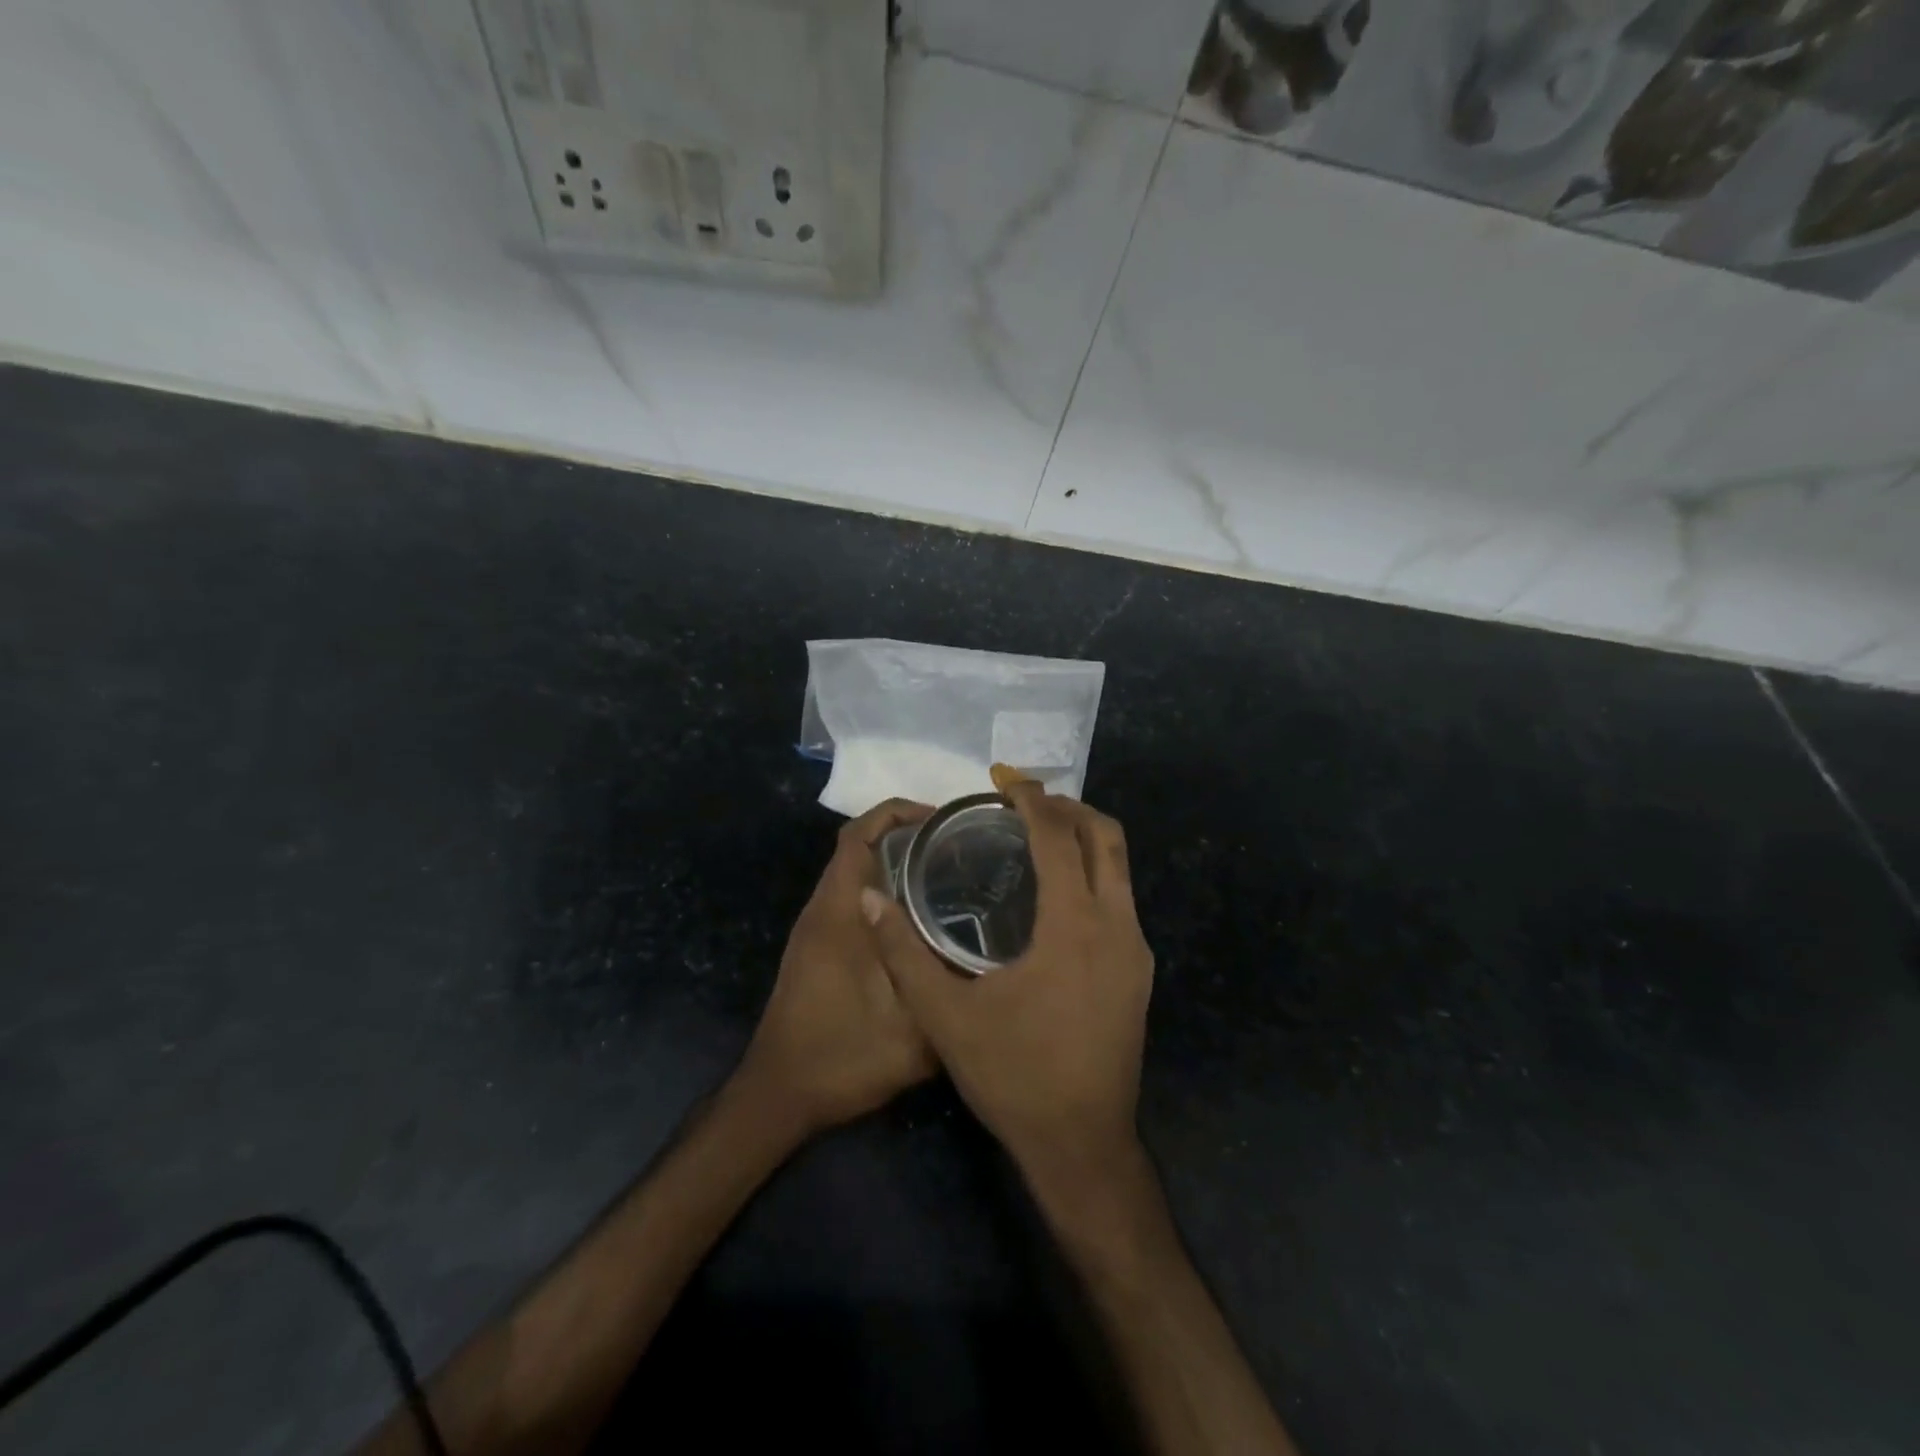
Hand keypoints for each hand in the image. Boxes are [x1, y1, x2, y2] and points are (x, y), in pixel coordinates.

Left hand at [738, 799, 938, 1135]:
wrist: (780, 1094)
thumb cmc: (841, 1057)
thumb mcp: (912, 1032)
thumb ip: (948, 989)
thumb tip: (987, 957)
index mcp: (840, 912)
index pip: (859, 836)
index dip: (897, 813)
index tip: (941, 820)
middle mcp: (823, 910)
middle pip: (857, 847)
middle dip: (904, 834)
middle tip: (957, 846)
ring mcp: (816, 929)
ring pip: (854, 874)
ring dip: (893, 863)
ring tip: (946, 873)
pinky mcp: (817, 948)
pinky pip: (851, 899)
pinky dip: (882, 891)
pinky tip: (919, 918)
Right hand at [860, 766, 1154, 1204]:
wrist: (1082, 1146)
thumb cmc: (1014, 1077)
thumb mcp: (946, 1016)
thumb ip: (903, 953)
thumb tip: (869, 898)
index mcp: (1074, 926)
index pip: (1060, 838)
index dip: (1033, 802)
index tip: (1005, 784)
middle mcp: (1117, 926)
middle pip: (1106, 837)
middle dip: (1067, 808)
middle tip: (1024, 803)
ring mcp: (1136, 950)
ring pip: (1120, 868)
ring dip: (1084, 839)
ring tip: (1037, 837)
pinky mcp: (1139, 972)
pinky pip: (1121, 898)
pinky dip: (1093, 874)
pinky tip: (1056, 895)